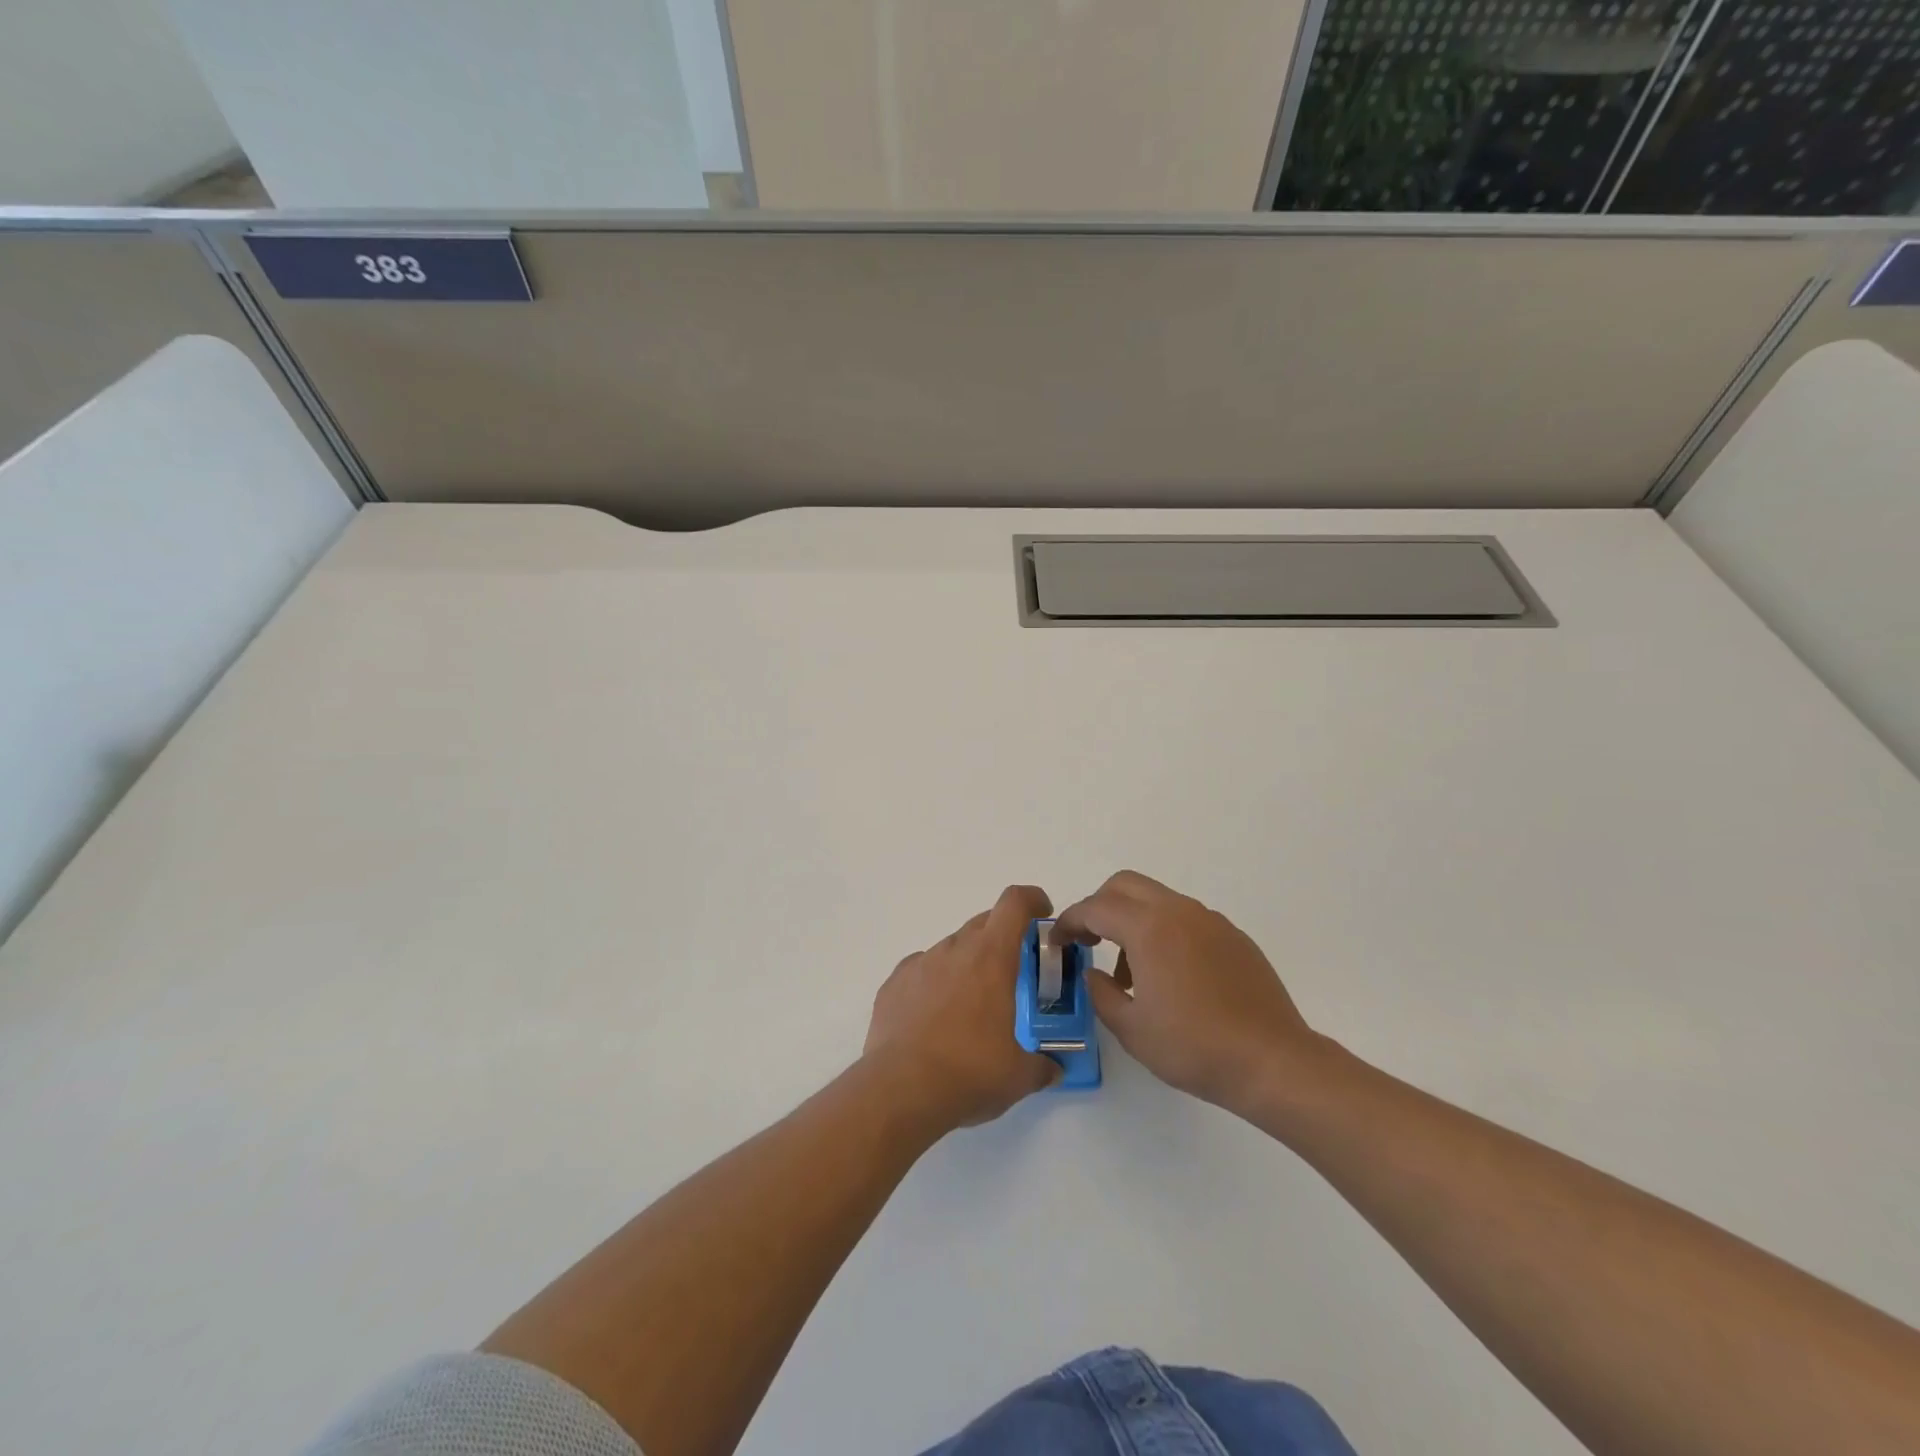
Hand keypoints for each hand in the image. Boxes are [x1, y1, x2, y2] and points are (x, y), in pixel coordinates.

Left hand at [863, 885, 1061, 1134]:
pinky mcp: (893, 983)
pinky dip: (935, 983)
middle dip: (1002, 939)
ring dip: (967, 964)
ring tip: (970, 1006)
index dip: (1032, 899)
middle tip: (1012, 975)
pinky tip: (934, 1018)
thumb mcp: (1019, 1076)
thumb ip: (1042, 1064)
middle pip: (983, 923)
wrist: (899, 1091)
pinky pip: (922, 970)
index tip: (1042, 915)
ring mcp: (920, 963)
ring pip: (952, 948)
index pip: (1014, 903)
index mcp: (991, 957)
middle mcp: (954, 949)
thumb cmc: (969, 1073)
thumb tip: (1052, 1067)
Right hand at [1054, 871, 1321, 1115]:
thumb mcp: (1132, 1029)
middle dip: (1099, 906)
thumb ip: (1101, 993)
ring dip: (1133, 921)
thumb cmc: (1195, 1048)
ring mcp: (1210, 921)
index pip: (1095, 908)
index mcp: (1149, 928)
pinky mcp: (1233, 936)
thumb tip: (1092, 973)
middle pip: (1125, 885)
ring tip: (1131, 974)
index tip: (1058, 942)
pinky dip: (1164, 932)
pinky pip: (1186, 919)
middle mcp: (1179, 912)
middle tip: (1089, 941)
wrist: (1273, 1062)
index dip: (1069, 921)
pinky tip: (1172, 978)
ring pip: (1157, 900)